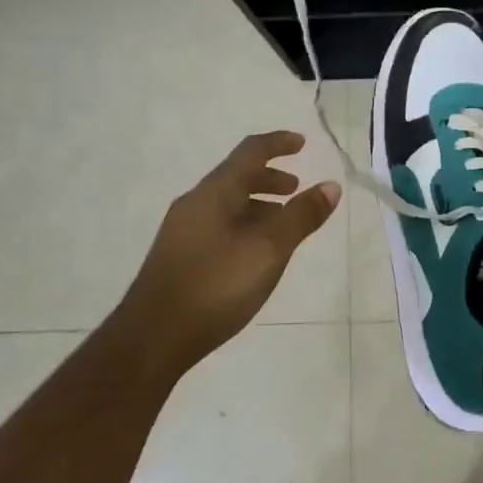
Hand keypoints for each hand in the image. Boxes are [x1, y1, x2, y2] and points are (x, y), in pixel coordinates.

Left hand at [121, 132, 339, 377]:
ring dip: (258, 205)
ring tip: (282, 224)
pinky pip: (218, 226)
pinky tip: (254, 255)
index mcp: (215, 193)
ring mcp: (182, 232)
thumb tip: (330, 185)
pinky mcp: (179, 258)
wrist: (152, 339)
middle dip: (269, 178)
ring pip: (227, 205)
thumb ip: (301, 217)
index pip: (250, 152)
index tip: (301, 143)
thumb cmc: (215, 285)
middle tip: (295, 189)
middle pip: (236, 177)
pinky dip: (243, 225)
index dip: (277, 144)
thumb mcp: (269, 249)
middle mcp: (195, 204)